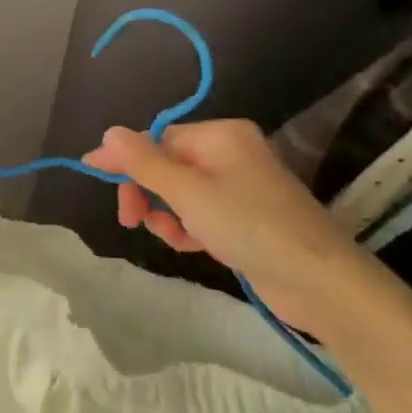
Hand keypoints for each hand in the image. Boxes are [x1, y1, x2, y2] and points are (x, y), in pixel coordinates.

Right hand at [82, 118, 371, 333]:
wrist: (318, 280)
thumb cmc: (248, 225)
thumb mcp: (187, 192)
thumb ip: (144, 162)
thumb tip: (109, 132)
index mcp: (220, 135)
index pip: (158, 138)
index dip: (126, 157)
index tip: (92, 173)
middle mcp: (230, 153)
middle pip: (168, 165)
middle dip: (147, 191)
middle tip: (131, 221)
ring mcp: (240, 187)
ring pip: (182, 193)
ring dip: (167, 214)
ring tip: (173, 237)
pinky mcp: (247, 218)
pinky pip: (202, 213)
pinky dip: (189, 227)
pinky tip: (191, 245)